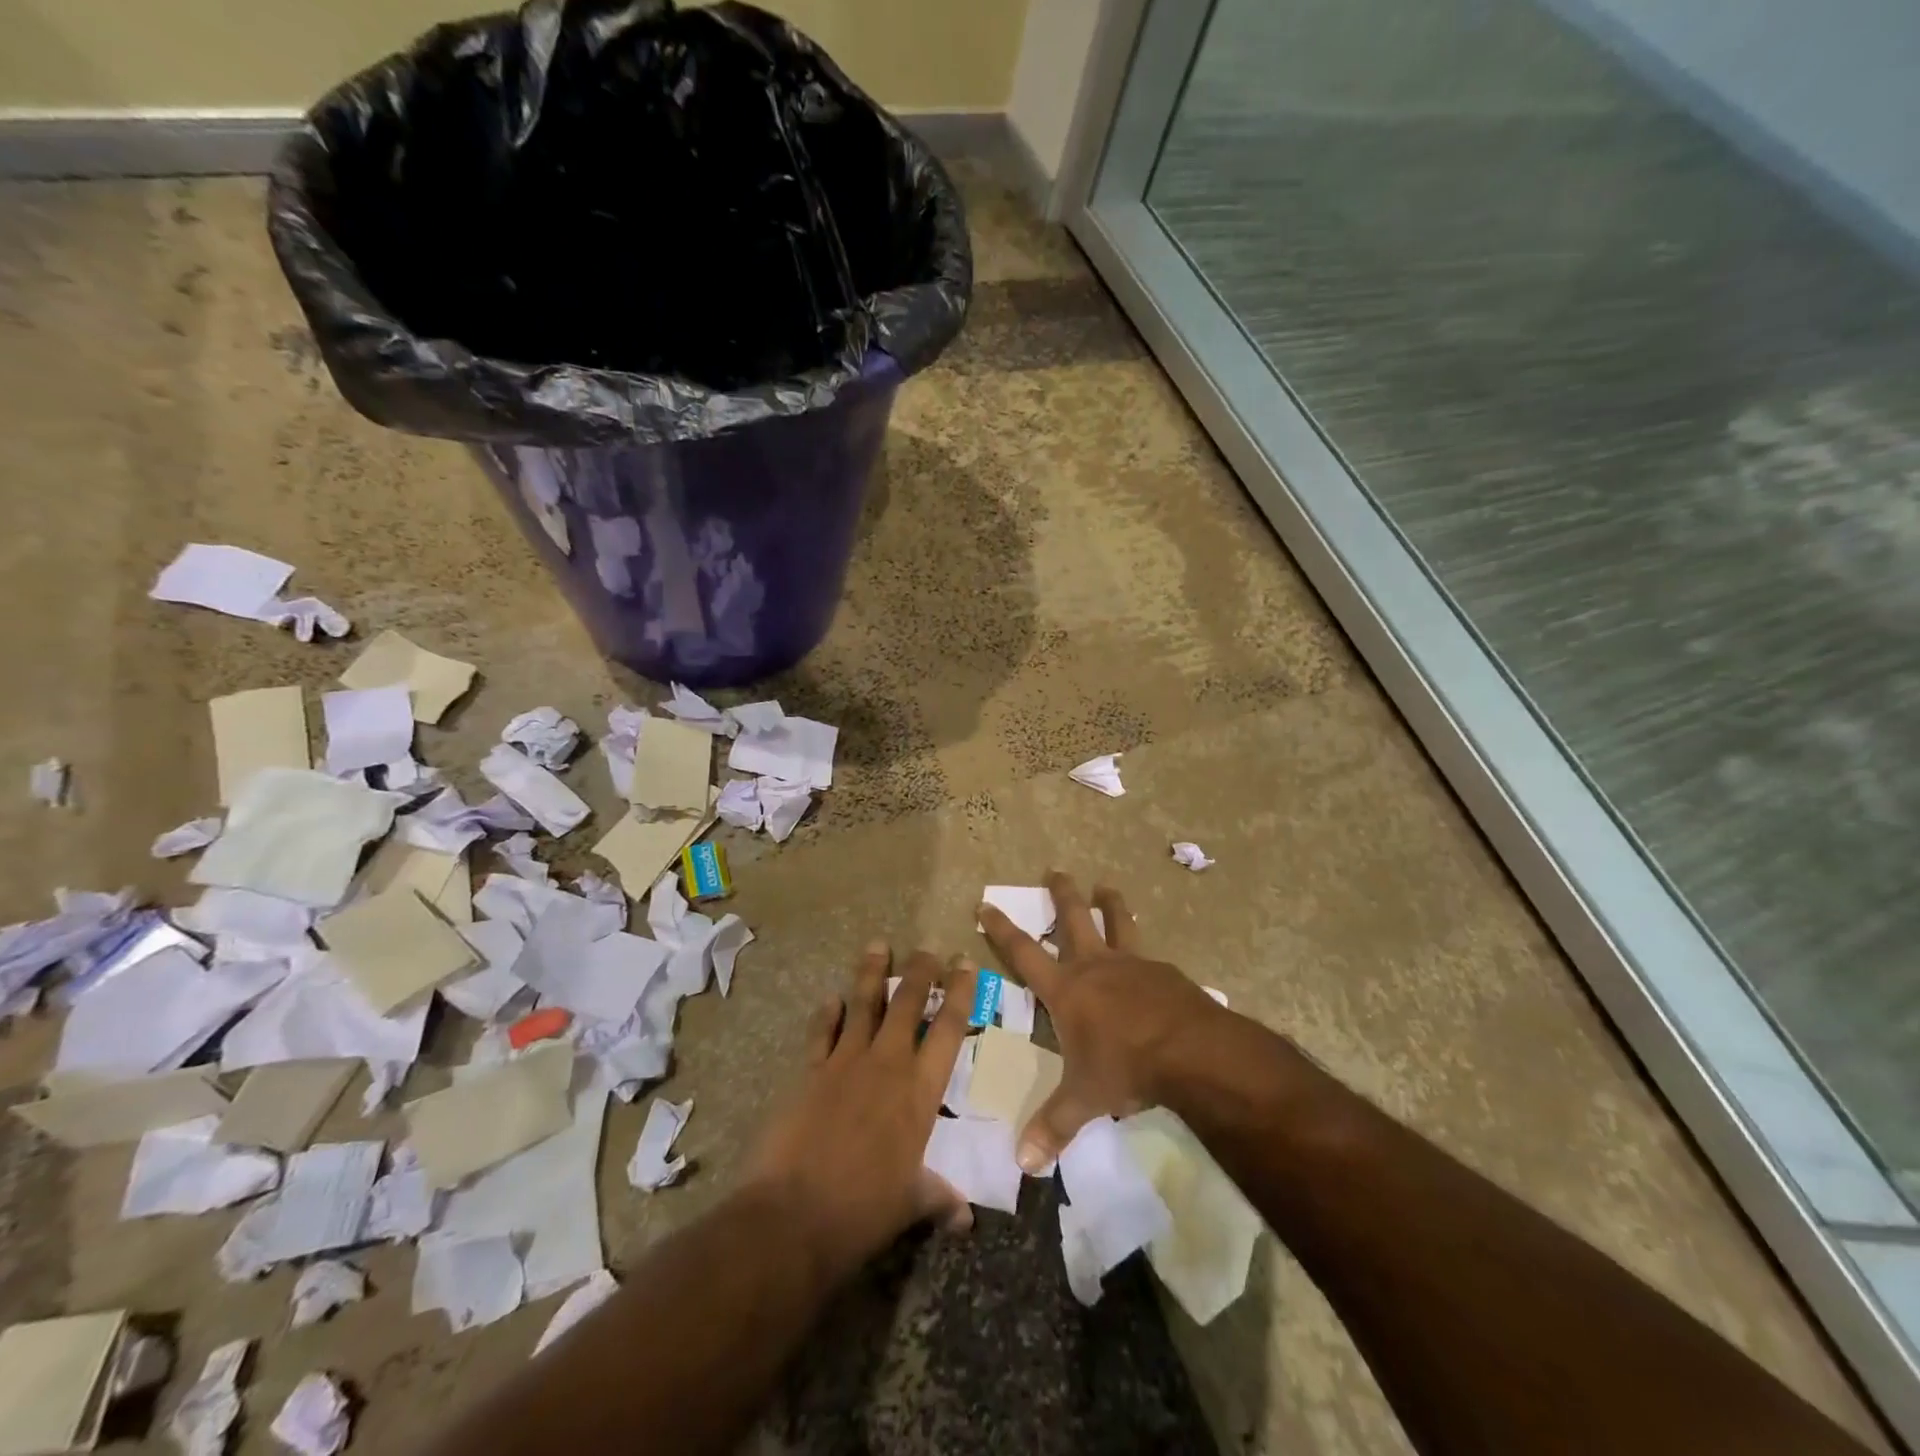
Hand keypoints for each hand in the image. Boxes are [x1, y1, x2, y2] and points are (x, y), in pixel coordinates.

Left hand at [742, 943, 977, 1280]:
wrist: (793, 1215)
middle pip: (907, 1004)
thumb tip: (967, 1218)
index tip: (965, 964)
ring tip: (878, 945)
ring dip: (872, 974)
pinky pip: (822, 1032)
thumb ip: (939, 1199)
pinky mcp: (810, 1071)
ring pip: (863, 1005)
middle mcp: (886, 1065)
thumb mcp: (910, 1204)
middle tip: (929, 948)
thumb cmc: (863, 1210)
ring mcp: (845, 1063)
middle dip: (921, 972)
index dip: (959, 993)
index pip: (947, 1030)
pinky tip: (831, 998)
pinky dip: (827, 1014)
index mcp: (919, 1092)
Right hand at [978, 871, 1227, 1171]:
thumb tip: (1022, 1163)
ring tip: (1106, 885)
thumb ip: (1054, 1126)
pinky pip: (1150, 955)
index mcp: (1067, 990)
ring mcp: (1133, 964)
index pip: (1024, 953)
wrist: (1192, 1052)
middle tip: (1055, 870)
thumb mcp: (1085, 1098)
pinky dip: (1144, 952)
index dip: (1002, 930)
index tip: (986, 904)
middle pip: (1073, 919)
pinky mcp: (1165, 972)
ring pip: (1117, 922)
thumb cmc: (1126, 1068)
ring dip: (1109, 903)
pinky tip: (1153, 962)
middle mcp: (1096, 966)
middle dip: (1061, 894)